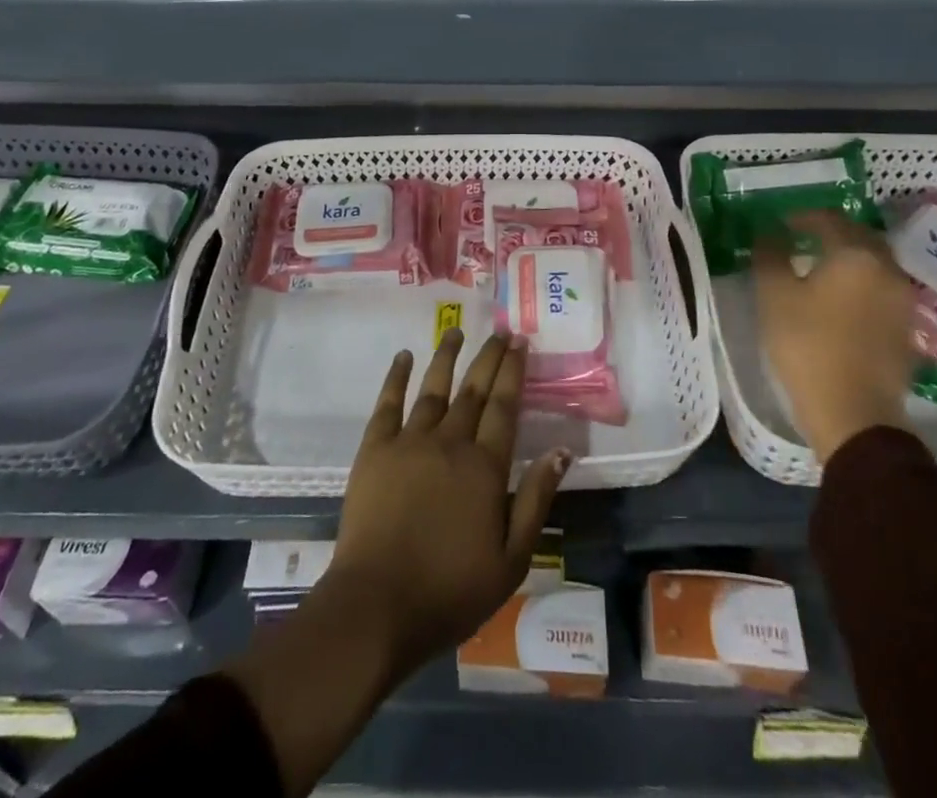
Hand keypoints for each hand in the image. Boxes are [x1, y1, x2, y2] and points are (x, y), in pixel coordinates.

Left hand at [325, 329, 570, 680]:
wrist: (377, 606)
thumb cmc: (450, 590)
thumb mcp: (511, 559)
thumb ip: (536, 500)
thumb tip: (561, 450)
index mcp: (485, 466)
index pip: (505, 406)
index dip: (513, 371)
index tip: (520, 342)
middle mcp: (450, 442)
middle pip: (474, 390)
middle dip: (489, 357)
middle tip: (499, 331)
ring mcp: (409, 441)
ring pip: (433, 388)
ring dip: (446, 356)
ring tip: (456, 331)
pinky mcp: (375, 449)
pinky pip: (388, 403)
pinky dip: (397, 377)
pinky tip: (404, 357)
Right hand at [754, 210, 915, 462]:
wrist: (854, 413)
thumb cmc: (807, 345)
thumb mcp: (774, 295)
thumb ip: (770, 255)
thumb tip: (769, 232)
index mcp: (855, 255)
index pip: (829, 219)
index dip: (802, 217)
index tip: (780, 224)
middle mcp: (887, 269)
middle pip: (859, 236)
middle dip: (830, 233)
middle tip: (802, 239)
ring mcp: (903, 300)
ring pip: (875, 263)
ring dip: (849, 257)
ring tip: (820, 268)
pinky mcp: (907, 328)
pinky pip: (882, 289)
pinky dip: (861, 283)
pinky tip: (841, 298)